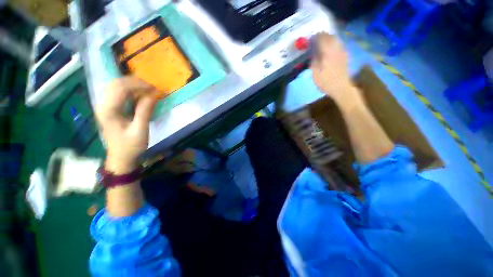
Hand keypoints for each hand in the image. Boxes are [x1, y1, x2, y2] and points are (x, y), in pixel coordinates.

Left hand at [96, 77, 157, 173]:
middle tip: (153, 88)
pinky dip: (130, 91)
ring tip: (148, 90)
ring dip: (133, 85)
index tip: (155, 88)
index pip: (120, 88)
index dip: (138, 84)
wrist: (121, 157)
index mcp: (108, 110)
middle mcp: (103, 104)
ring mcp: (105, 106)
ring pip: (116, 86)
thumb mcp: (140, 130)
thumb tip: (153, 95)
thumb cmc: (131, 146)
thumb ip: (145, 112)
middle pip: (116, 83)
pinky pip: (118, 93)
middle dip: (135, 82)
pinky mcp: (110, 108)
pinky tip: (140, 94)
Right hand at [311, 33, 360, 104]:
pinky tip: (330, 48)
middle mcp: (336, 49)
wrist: (341, 88)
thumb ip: (314, 61)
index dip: (316, 37)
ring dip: (329, 38)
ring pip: (336, 40)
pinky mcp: (345, 56)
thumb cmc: (326, 82)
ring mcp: (342, 52)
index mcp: (328, 53)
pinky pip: (339, 45)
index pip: (322, 39)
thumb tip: (313, 53)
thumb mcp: (315, 74)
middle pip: (331, 37)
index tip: (311, 38)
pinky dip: (334, 43)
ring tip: (323, 42)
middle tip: (316, 38)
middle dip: (323, 36)